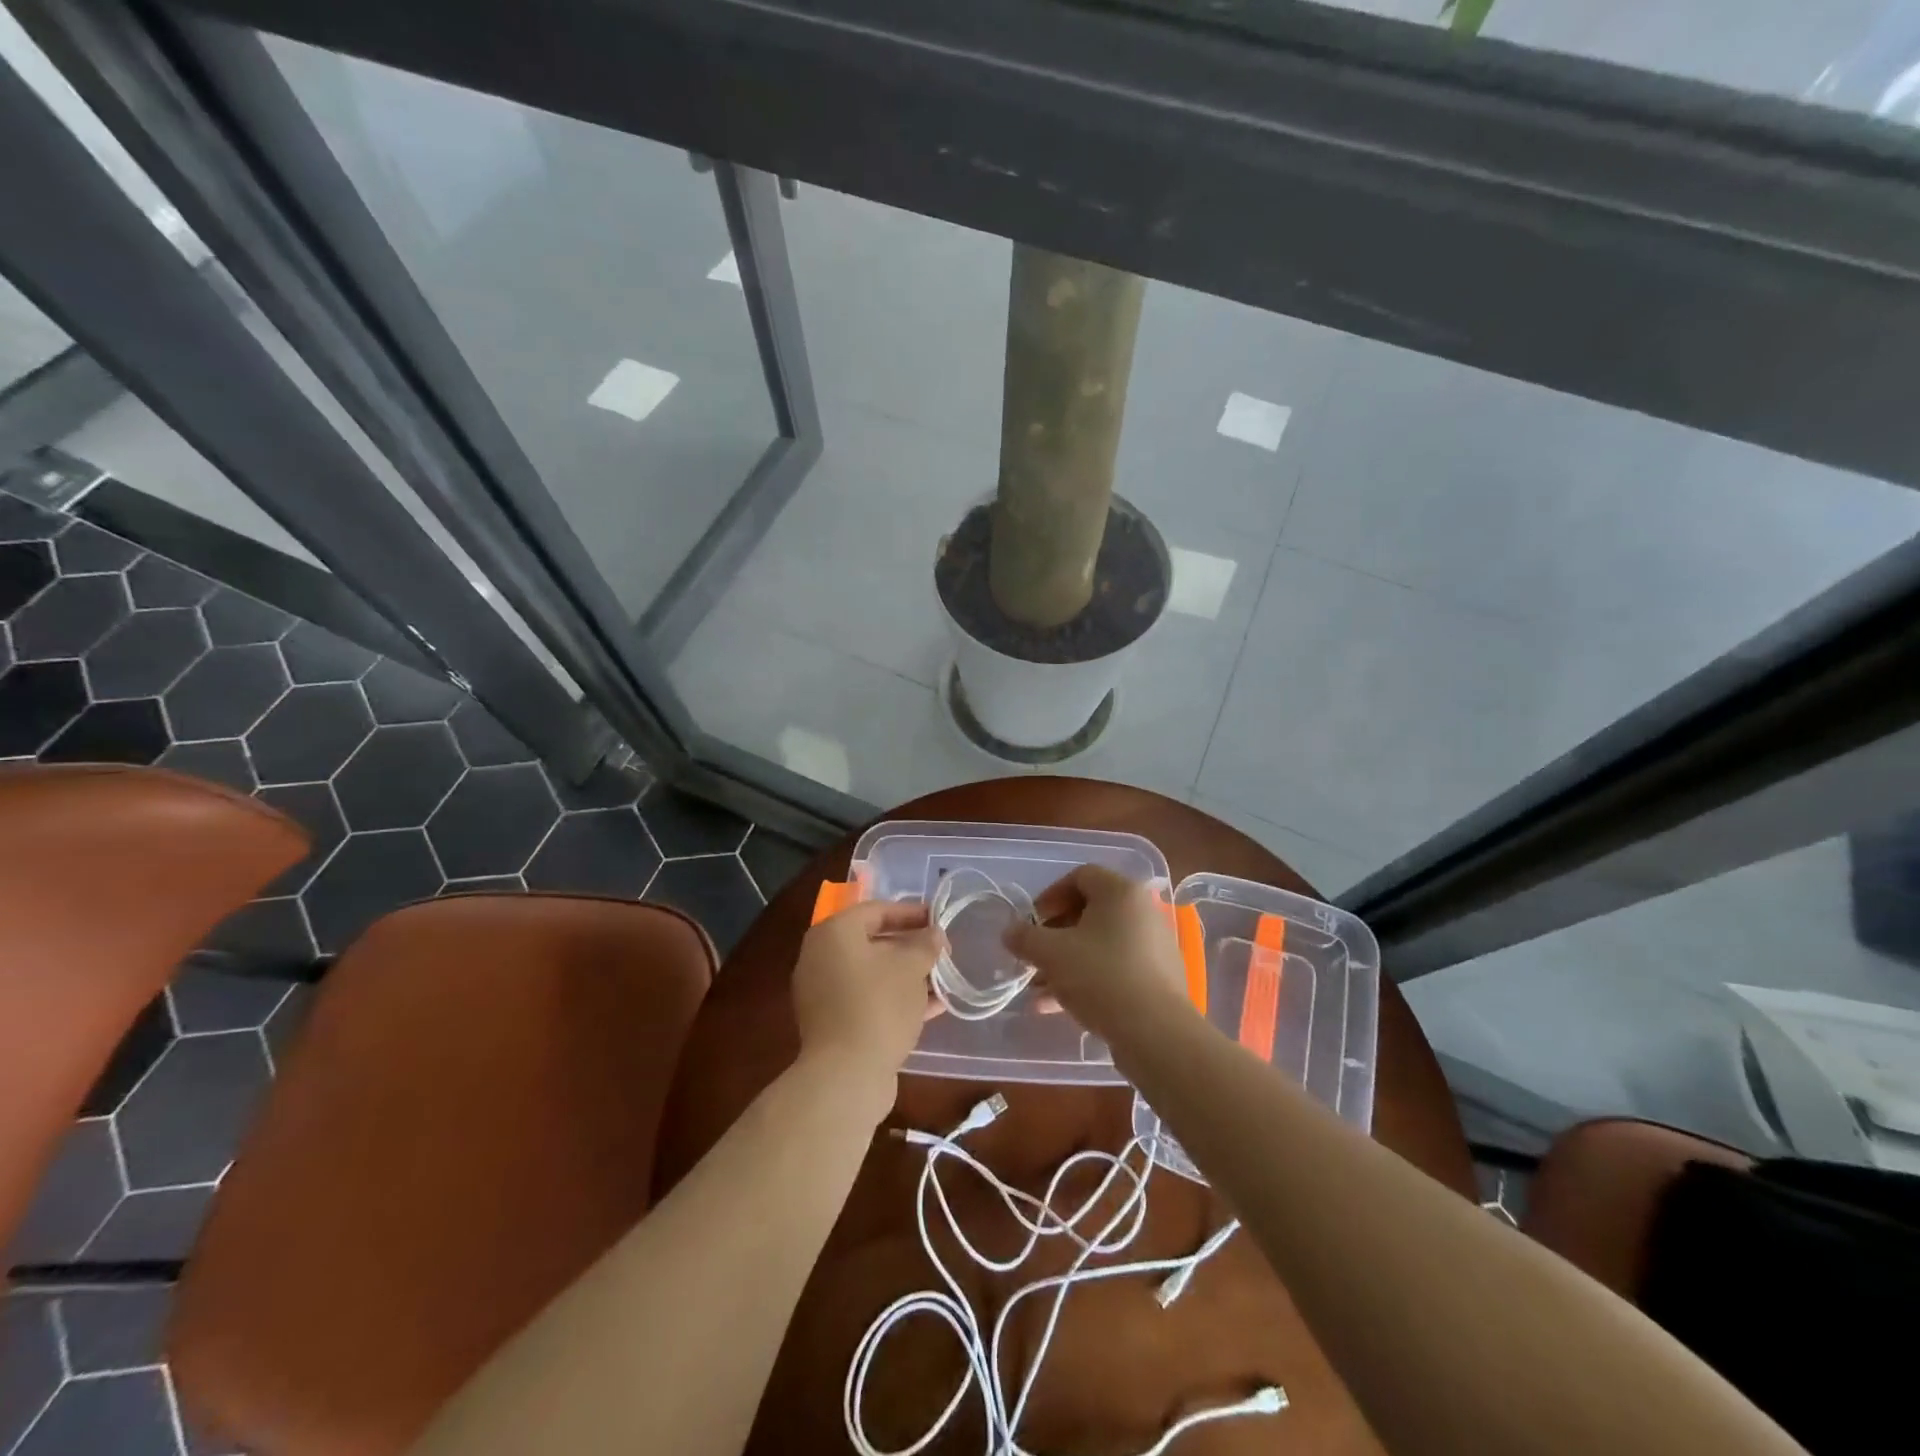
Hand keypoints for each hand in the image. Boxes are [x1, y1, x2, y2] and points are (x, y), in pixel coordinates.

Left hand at [791, 900, 945, 1119]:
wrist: (846, 1076)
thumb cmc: (878, 1005)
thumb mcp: (911, 967)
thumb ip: (926, 944)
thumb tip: (934, 935)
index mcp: (834, 934)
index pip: (876, 911)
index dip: (910, 913)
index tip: (938, 920)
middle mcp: (821, 958)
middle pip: (873, 942)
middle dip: (911, 947)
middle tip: (941, 952)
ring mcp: (824, 993)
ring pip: (873, 974)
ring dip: (908, 976)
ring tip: (942, 980)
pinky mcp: (833, 1024)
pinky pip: (868, 1000)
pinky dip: (896, 999)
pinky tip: (932, 1008)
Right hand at [1004, 865, 1191, 1041]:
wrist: (1157, 1034)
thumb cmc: (1101, 977)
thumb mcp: (1051, 954)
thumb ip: (1025, 938)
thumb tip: (1010, 931)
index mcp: (1121, 892)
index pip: (1080, 876)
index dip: (1050, 896)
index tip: (1032, 923)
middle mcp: (1142, 912)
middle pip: (1089, 912)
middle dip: (1054, 935)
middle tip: (1033, 957)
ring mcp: (1153, 946)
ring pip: (1099, 945)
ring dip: (1065, 962)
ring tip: (1038, 989)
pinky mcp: (1157, 979)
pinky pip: (1114, 968)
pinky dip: (1086, 980)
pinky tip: (1057, 1008)